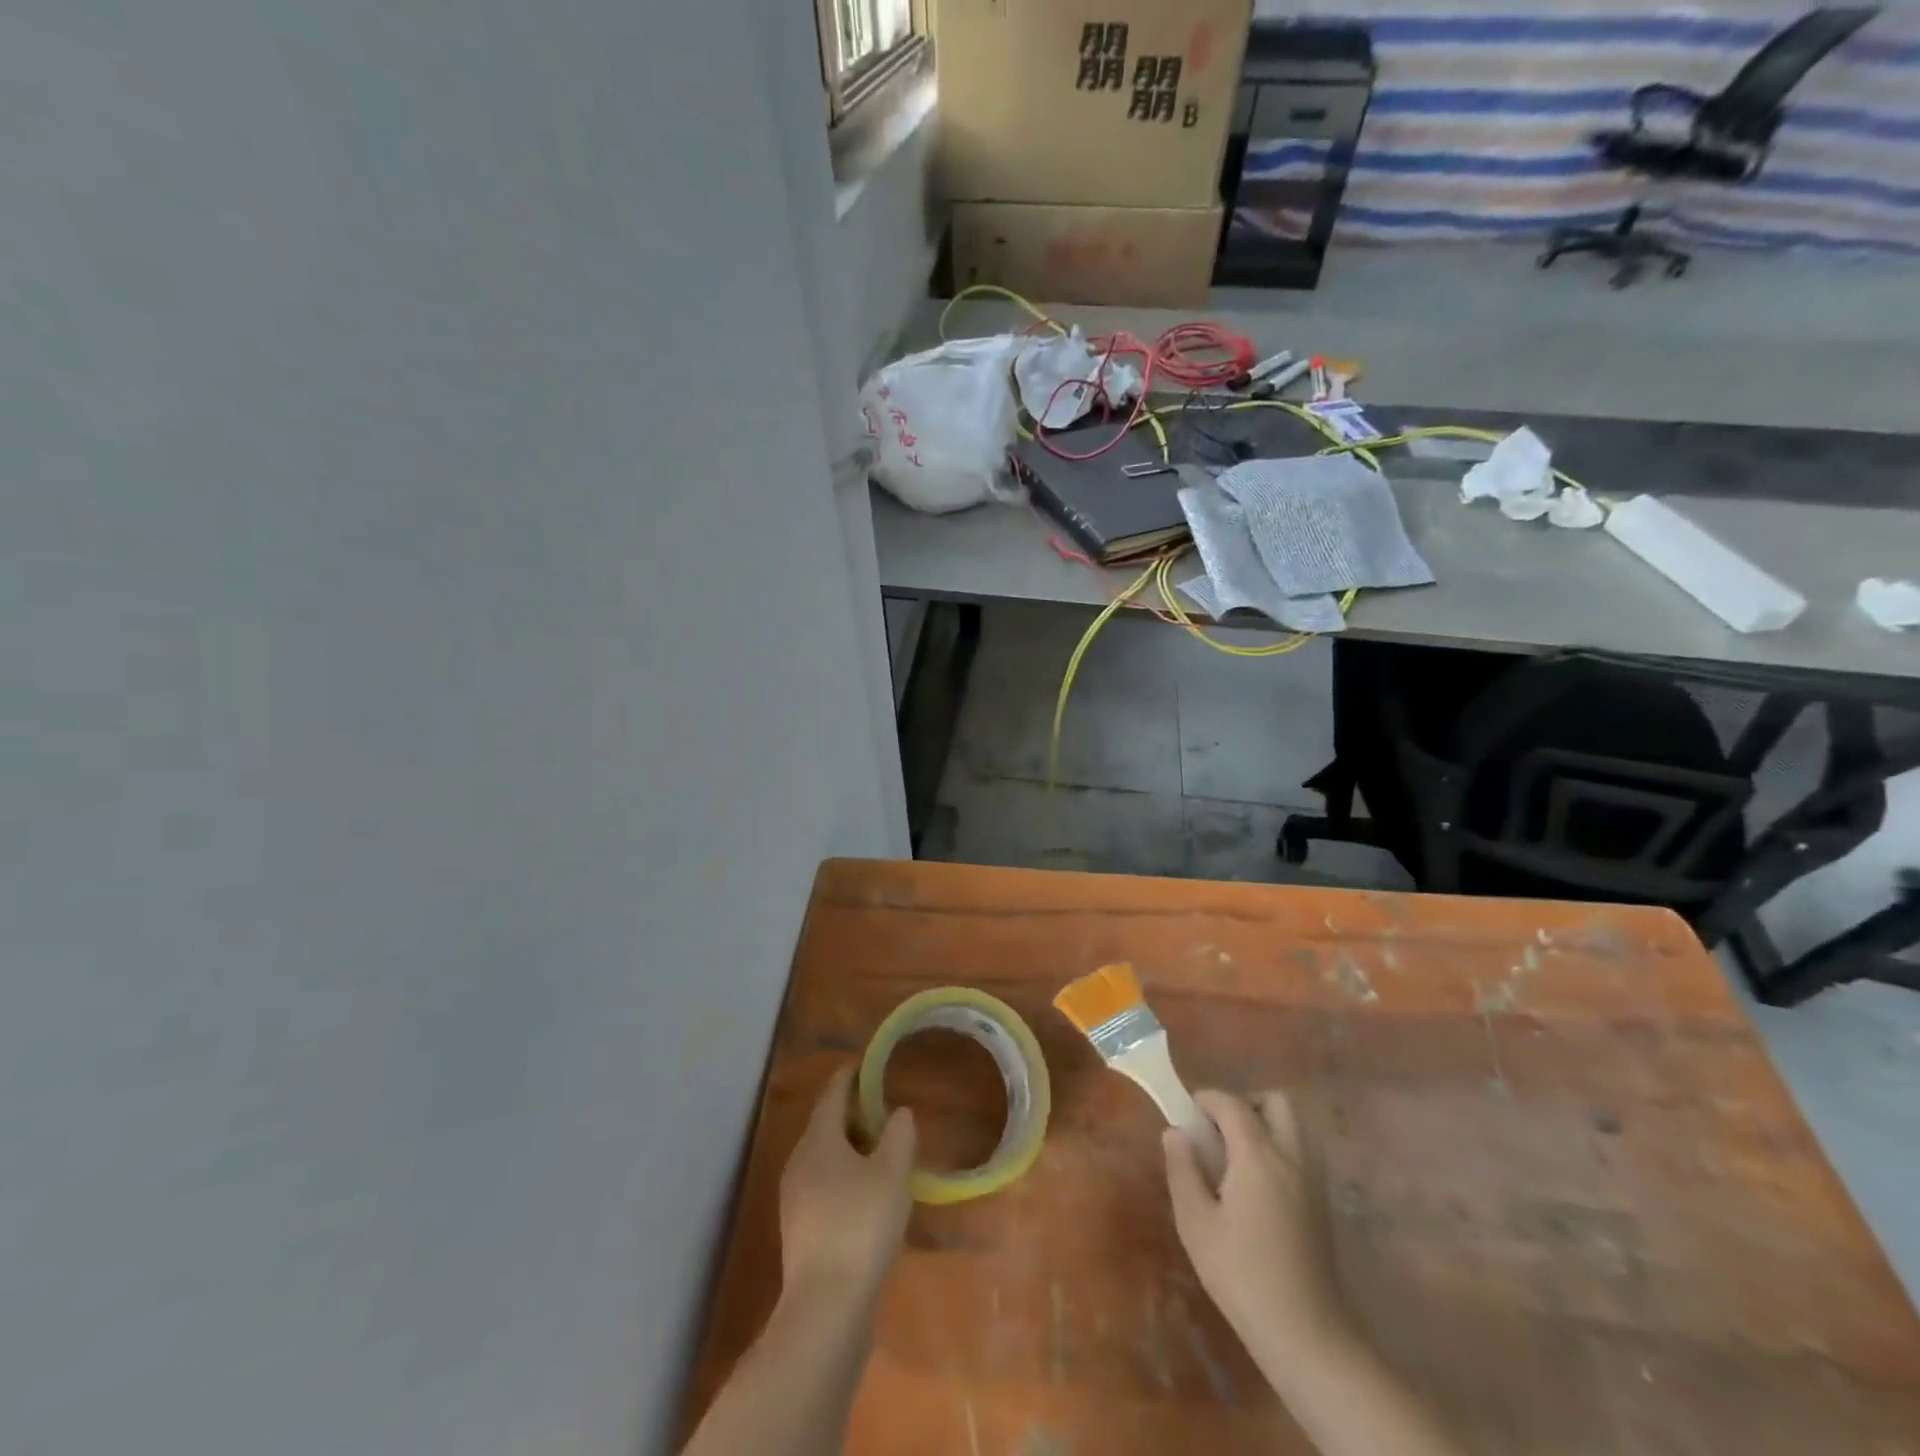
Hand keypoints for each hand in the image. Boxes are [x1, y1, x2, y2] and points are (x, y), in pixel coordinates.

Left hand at [778, 1066, 915, 1307]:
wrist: (826, 1306)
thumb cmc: (861, 1225)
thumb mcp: (892, 1173)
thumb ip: (898, 1135)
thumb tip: (899, 1112)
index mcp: (818, 1140)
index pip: (832, 1094)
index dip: (849, 1076)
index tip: (866, 1065)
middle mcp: (799, 1162)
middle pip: (825, 1125)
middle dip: (852, 1113)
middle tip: (882, 1108)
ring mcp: (795, 1198)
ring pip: (823, 1157)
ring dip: (848, 1147)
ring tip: (880, 1150)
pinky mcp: (800, 1229)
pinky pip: (823, 1185)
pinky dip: (844, 1176)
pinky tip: (867, 1193)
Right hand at [1163, 1090, 1349, 1364]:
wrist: (1305, 1335)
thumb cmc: (1242, 1275)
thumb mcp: (1196, 1223)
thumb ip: (1183, 1170)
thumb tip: (1176, 1132)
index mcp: (1259, 1157)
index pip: (1233, 1105)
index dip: (1208, 1099)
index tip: (1187, 1111)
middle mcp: (1292, 1158)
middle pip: (1277, 1102)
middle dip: (1246, 1102)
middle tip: (1219, 1129)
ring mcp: (1313, 1180)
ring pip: (1295, 1125)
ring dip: (1266, 1123)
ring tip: (1235, 1155)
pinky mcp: (1322, 1204)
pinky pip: (1302, 1152)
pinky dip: (1279, 1148)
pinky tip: (1256, 1184)